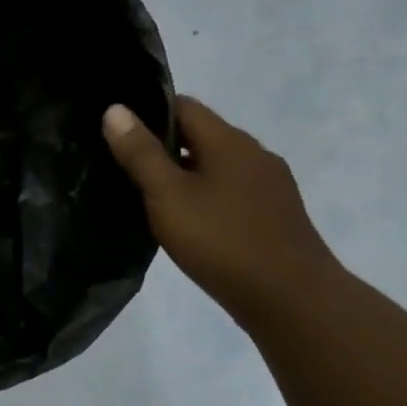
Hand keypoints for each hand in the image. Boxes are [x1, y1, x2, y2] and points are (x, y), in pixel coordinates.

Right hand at [103, 97, 340, 324]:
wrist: (291, 299)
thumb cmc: (221, 241)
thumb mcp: (167, 195)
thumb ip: (140, 153)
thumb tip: (115, 109)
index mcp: (229, 141)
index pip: (184, 106)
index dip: (149, 112)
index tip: (117, 132)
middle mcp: (255, 154)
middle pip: (202, 135)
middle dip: (164, 145)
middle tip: (124, 166)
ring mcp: (270, 186)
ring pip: (217, 165)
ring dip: (185, 173)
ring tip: (150, 196)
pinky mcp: (275, 215)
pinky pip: (231, 191)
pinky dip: (205, 195)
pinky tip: (188, 222)